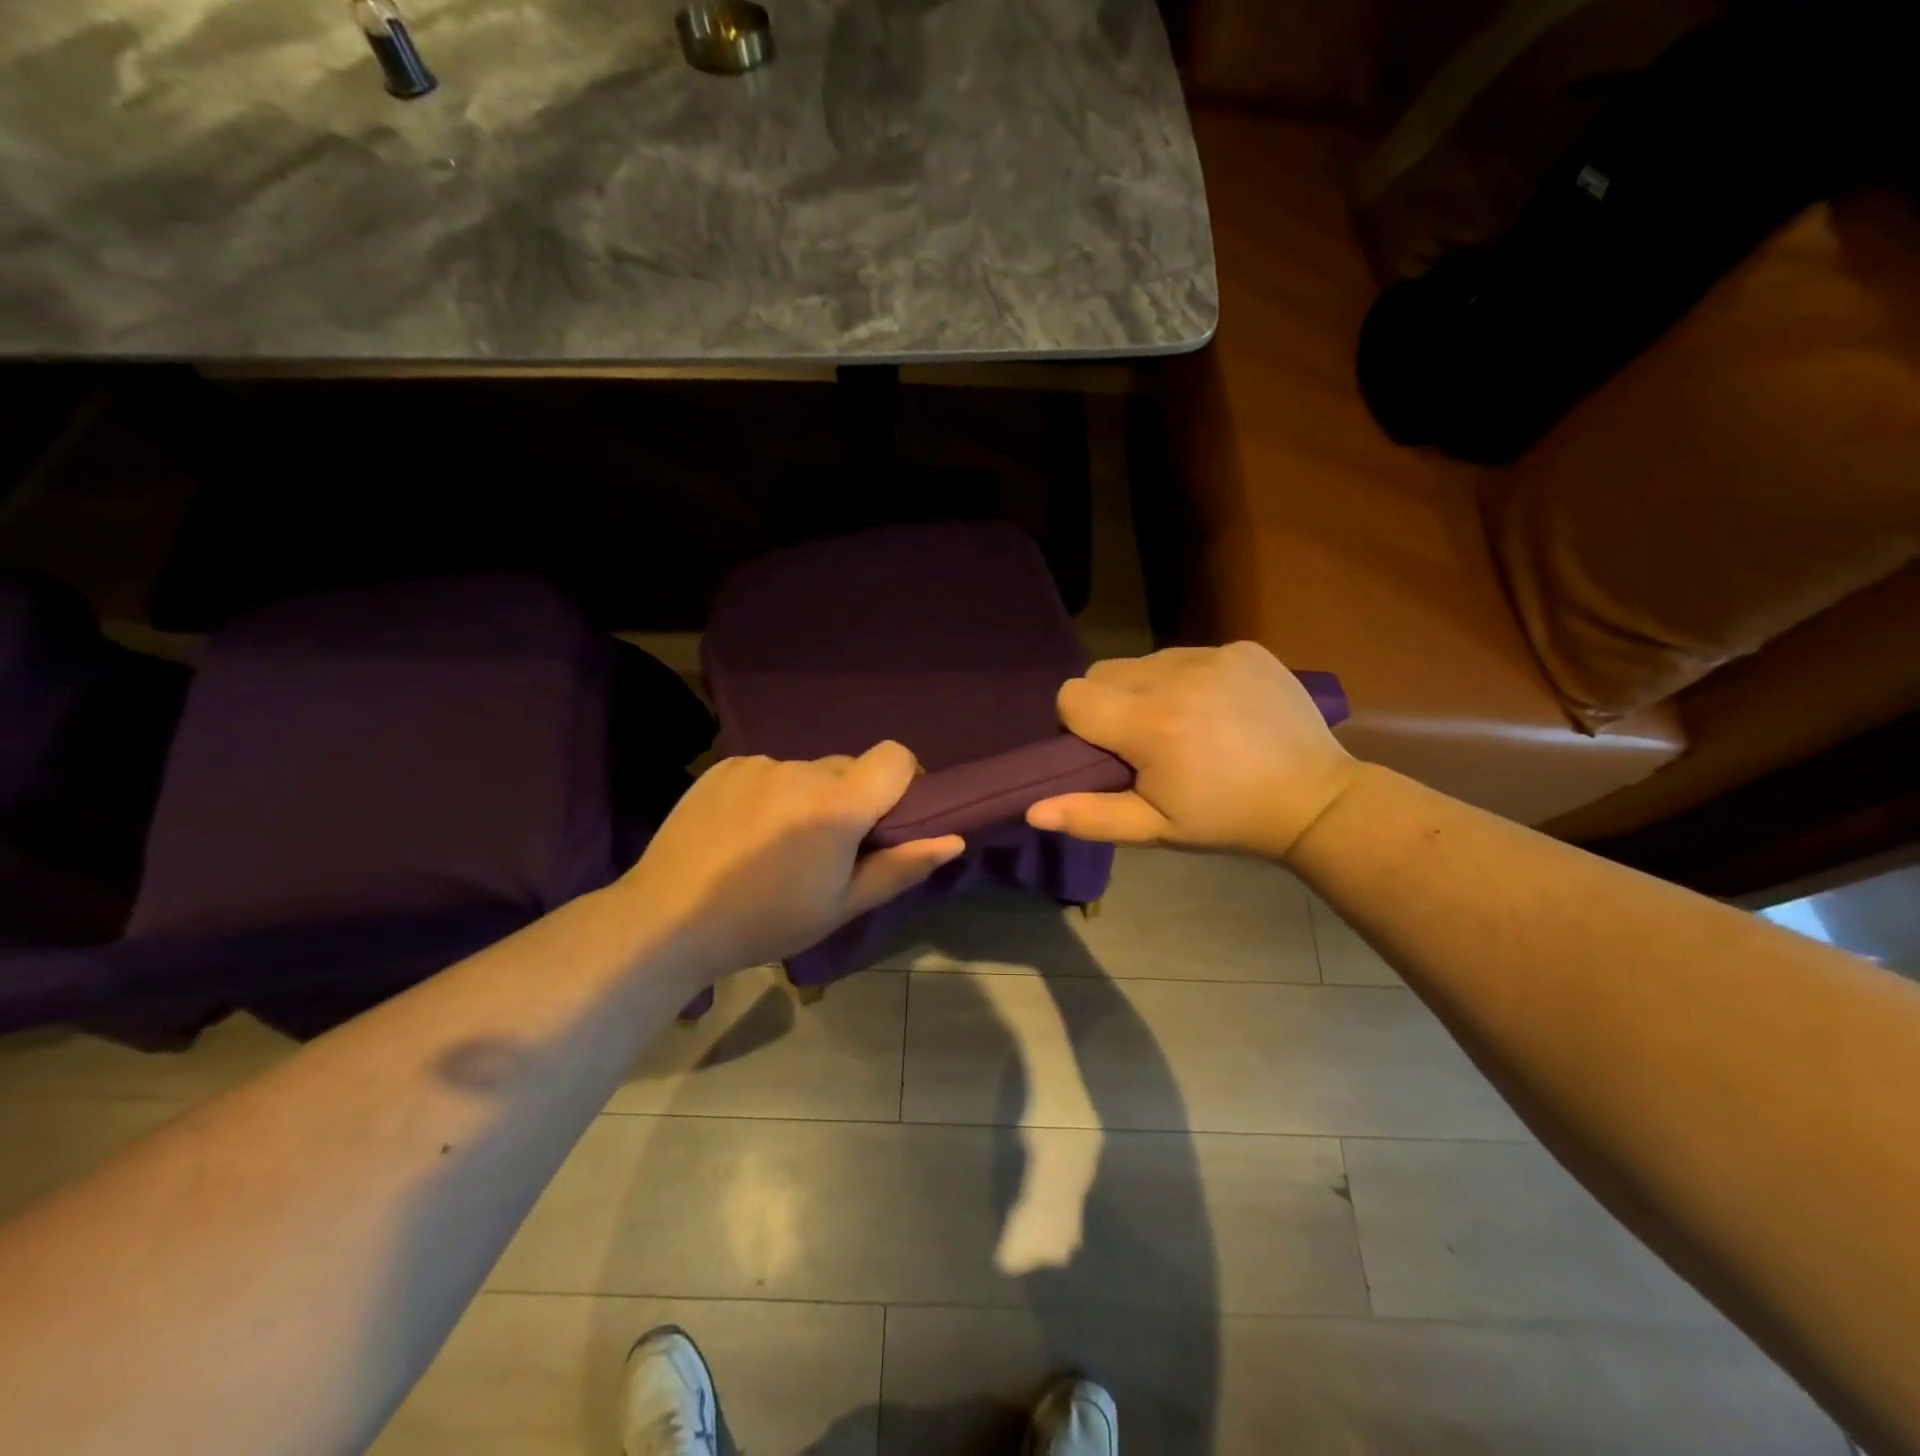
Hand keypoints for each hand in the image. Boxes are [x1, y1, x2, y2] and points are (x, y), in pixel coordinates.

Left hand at [615, 742, 963, 979]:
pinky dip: (772, 794)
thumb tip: (954, 839)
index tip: (892, 816)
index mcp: (837, 805)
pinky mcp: (725, 765)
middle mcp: (801, 770)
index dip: (905, 779)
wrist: (667, 920)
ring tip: (778, 846)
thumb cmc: (765, 921)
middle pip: (849, 768)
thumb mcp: (841, 906)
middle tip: (828, 849)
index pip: (895, 756)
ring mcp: (759, 764)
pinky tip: (745, 833)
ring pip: (807, 772)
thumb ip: (901, 867)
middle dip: (852, 799)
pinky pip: (769, 771)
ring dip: (808, 798)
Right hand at [1027, 642, 1357, 861]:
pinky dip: (1187, 678)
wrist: (1315, 799)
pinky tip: (1216, 709)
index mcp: (1150, 725)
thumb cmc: (1227, 820)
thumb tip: (1031, 809)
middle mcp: (1176, 677)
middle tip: (1142, 741)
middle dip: (1108, 703)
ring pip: (1143, 660)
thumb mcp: (1156, 828)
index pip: (1072, 696)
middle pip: (1102, 672)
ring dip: (1146, 689)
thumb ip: (1090, 816)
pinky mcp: (1242, 648)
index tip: (1107, 752)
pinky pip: (1187, 653)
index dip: (1078, 725)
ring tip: (1182, 724)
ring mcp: (1213, 656)